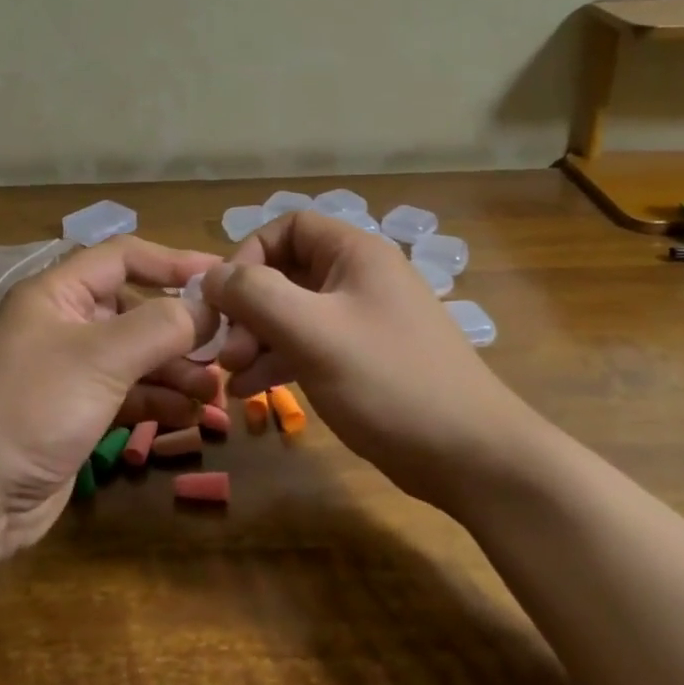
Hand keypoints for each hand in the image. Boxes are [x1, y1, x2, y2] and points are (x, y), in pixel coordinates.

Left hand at [0, 235, 228, 553]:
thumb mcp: (100, 357)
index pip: (123, 257)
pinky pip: (129, 395)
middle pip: (136, 310)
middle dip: (180, 329)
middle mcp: (65, 325)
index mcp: (58, 294)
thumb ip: (160, 326)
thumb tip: (208, 305)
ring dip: (177, 370)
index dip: (173, 262)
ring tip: (214, 391)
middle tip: (226, 349)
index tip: (222, 278)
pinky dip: (159, 402)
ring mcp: (71, 373)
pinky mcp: (78, 414)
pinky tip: (189, 416)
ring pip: (137, 357)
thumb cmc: (31, 407)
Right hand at [207, 212, 526, 503]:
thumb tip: (211, 276)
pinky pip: (310, 345)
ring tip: (231, 376)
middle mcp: (359, 277)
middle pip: (286, 273)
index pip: (288, 227)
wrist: (472, 456)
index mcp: (355, 254)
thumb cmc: (390, 381)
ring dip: (257, 339)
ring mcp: (363, 320)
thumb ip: (256, 296)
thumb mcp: (314, 333)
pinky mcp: (364, 359)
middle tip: (225, 351)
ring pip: (294, 313)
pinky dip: (279, 361)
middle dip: (248, 308)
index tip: (225, 298)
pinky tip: (254, 391)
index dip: (249, 254)